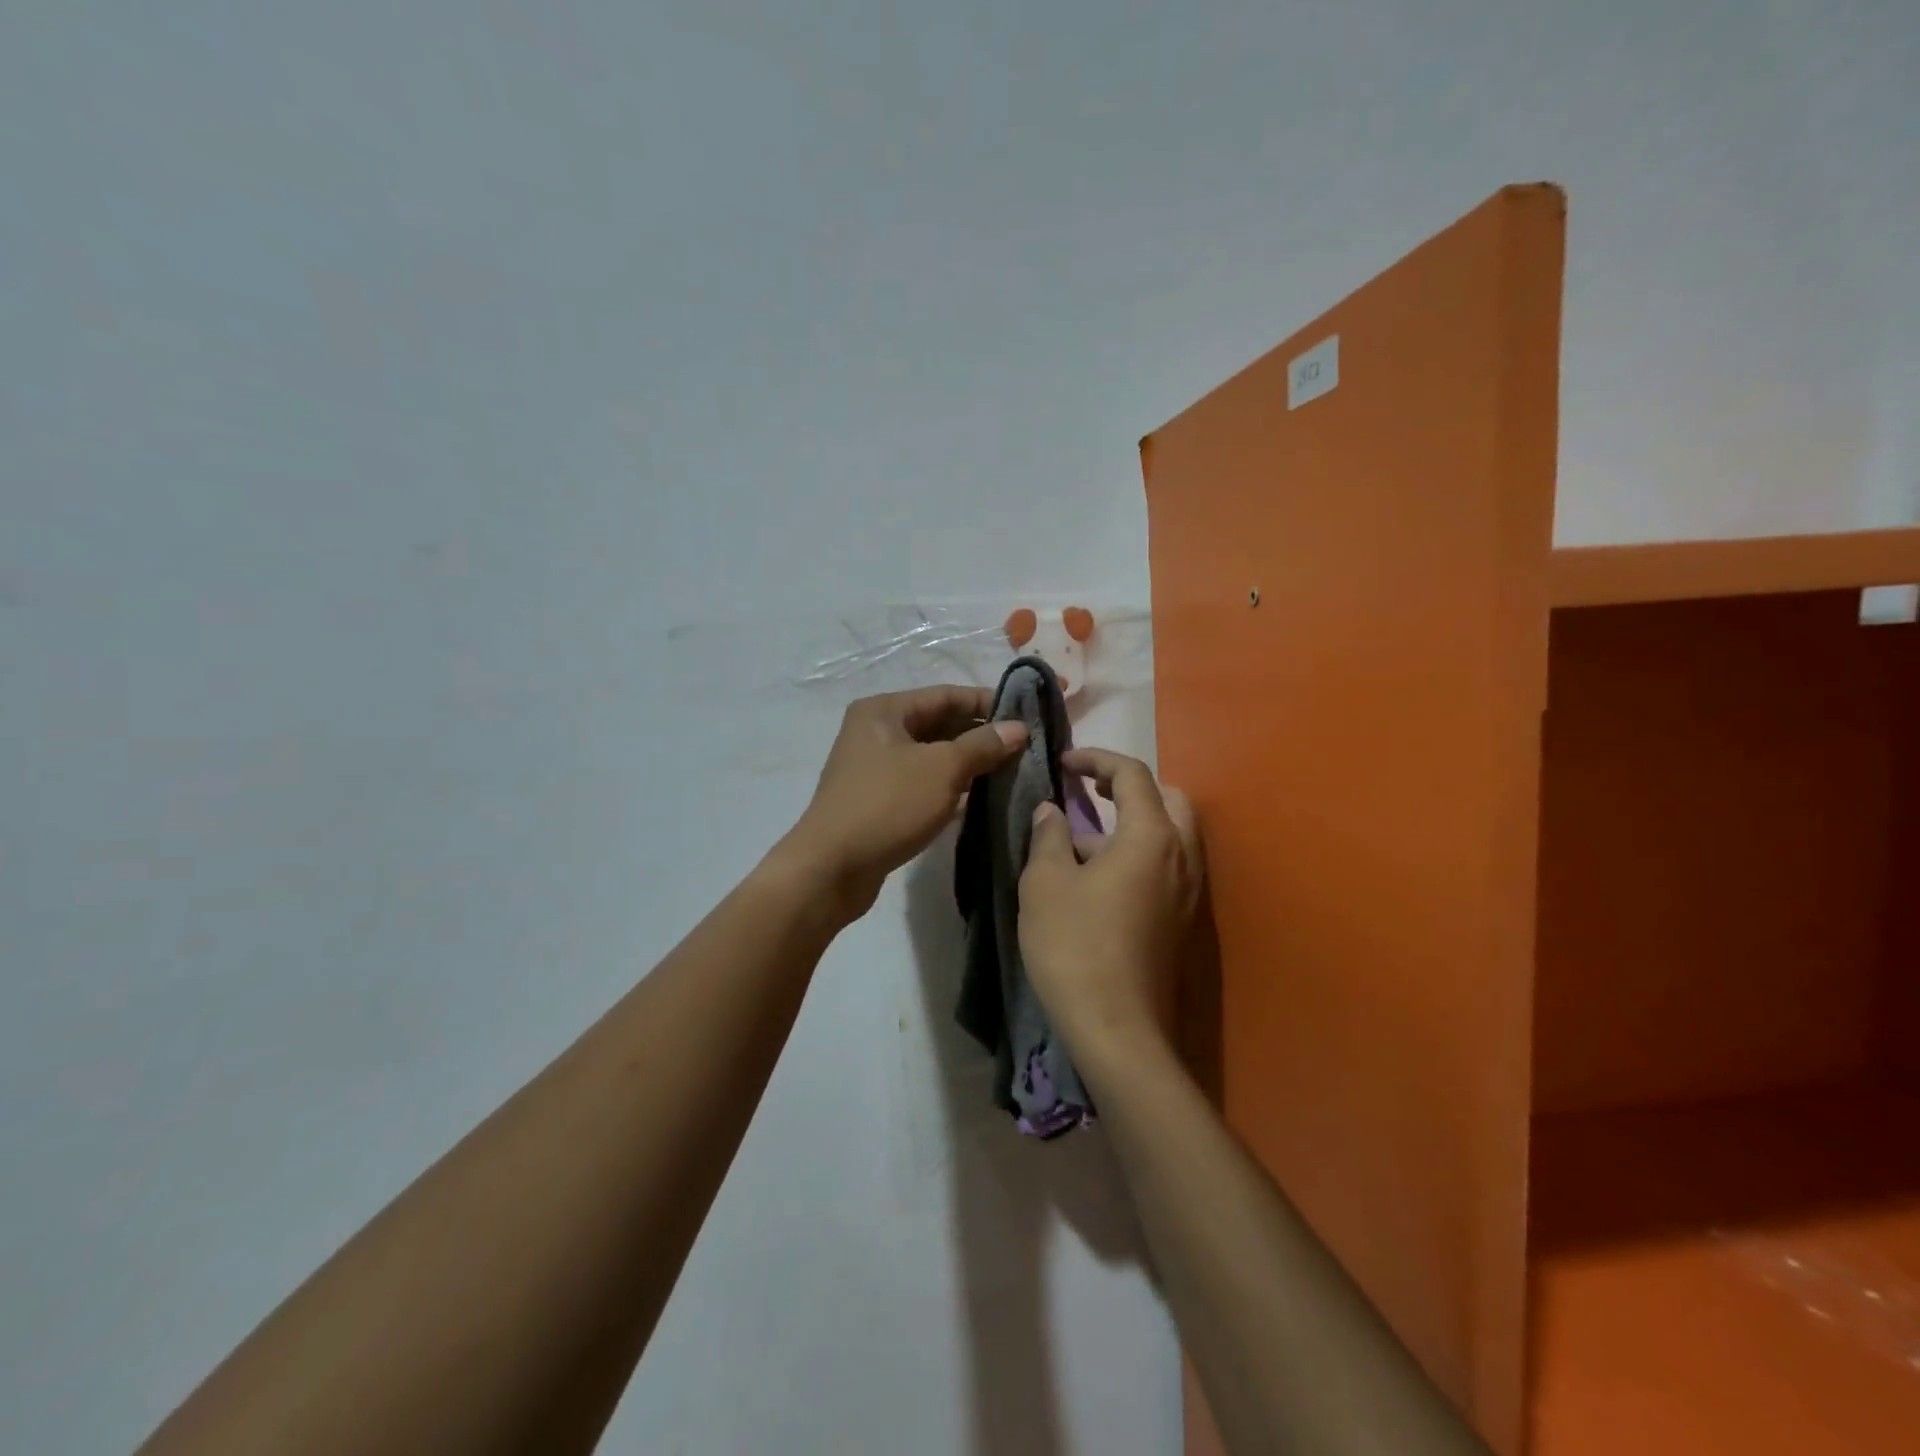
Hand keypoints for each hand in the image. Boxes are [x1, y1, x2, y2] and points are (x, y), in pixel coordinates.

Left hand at [776, 686, 1027, 921]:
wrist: (832, 868)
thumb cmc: (887, 805)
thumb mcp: (942, 769)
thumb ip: (982, 745)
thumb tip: (1019, 728)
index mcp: (885, 710)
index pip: (946, 695)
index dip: (988, 703)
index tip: (1026, 717)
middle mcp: (876, 732)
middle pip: (939, 724)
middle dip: (980, 735)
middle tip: (1024, 748)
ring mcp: (875, 768)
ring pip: (932, 756)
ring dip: (968, 763)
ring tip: (1010, 771)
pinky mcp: (879, 800)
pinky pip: (922, 783)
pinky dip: (950, 787)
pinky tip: (981, 798)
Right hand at [1018, 748, 1201, 1067]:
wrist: (1117, 1029)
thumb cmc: (1075, 945)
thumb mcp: (1046, 883)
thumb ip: (1049, 836)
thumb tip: (1052, 810)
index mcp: (1152, 836)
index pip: (1132, 775)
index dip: (1096, 759)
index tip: (1064, 762)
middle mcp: (1182, 856)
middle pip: (1168, 798)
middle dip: (1129, 786)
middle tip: (1090, 792)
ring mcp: (1188, 891)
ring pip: (1171, 834)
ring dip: (1134, 821)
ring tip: (1084, 839)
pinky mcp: (1182, 919)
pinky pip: (1168, 865)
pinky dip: (1141, 852)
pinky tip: (1100, 878)